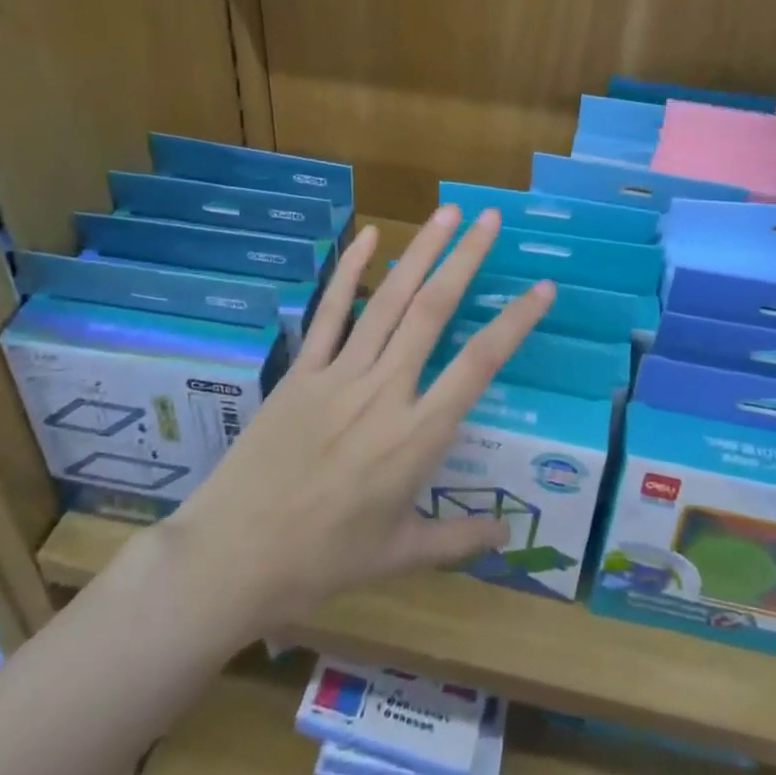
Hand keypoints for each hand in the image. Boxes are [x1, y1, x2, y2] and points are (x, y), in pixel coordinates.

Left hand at [152, 205, 552, 638]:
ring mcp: (340, 374)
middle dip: (466, 259)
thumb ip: (457, 540)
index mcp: (417, 436)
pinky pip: (330, 312)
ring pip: (389, 300)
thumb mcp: (398, 556)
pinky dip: (349, 271)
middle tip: (492, 219)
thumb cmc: (322, 561)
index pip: (478, 365)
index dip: (515, 322)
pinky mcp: (303, 370)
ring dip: (420, 252)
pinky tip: (368, 236)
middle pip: (433, 311)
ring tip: (448, 213)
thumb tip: (508, 532)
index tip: (543, 287)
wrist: (232, 557)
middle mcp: (385, 391)